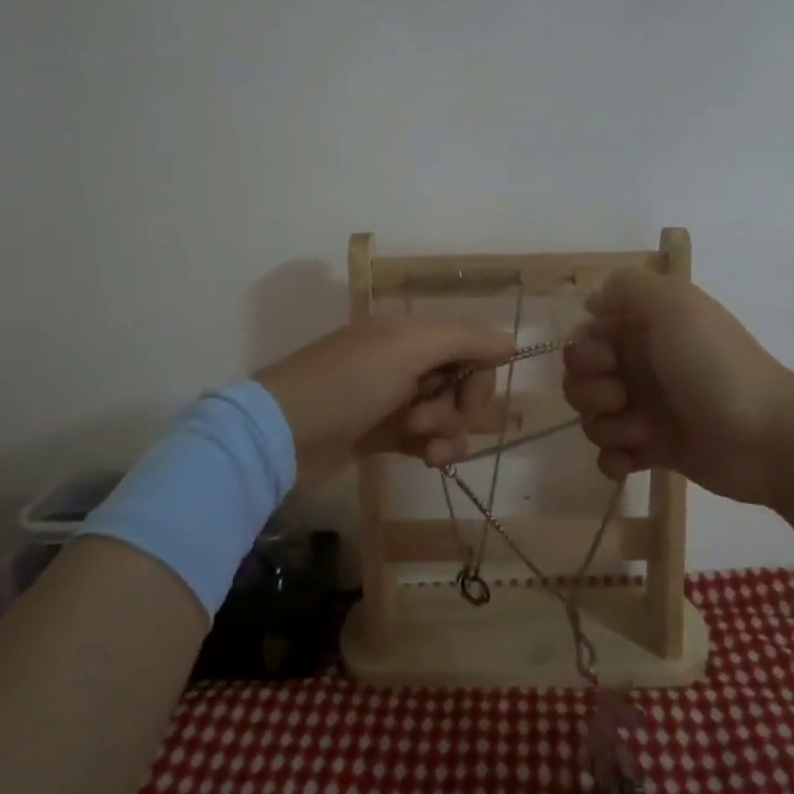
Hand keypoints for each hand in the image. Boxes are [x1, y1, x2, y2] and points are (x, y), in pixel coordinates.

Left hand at [254, 316, 518, 485]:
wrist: (281, 434)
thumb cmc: (348, 383)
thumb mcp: (408, 349)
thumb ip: (465, 339)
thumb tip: (511, 343)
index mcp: (410, 331)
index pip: (470, 345)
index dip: (480, 374)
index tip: (471, 399)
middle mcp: (405, 359)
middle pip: (462, 382)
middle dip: (458, 407)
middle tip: (428, 421)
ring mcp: (393, 398)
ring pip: (447, 413)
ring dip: (446, 432)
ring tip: (422, 447)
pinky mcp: (383, 433)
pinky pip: (427, 438)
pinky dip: (434, 449)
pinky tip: (427, 462)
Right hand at [563, 269, 793, 504]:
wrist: (768, 437)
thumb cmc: (715, 367)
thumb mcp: (675, 305)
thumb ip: (627, 287)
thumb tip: (592, 302)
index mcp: (643, 330)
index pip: (585, 335)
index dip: (584, 350)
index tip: (608, 359)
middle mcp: (640, 366)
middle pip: (579, 378)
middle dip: (589, 391)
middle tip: (621, 396)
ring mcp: (646, 409)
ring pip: (591, 417)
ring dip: (606, 426)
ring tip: (643, 431)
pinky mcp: (654, 449)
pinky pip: (610, 454)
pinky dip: (614, 459)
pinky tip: (633, 461)